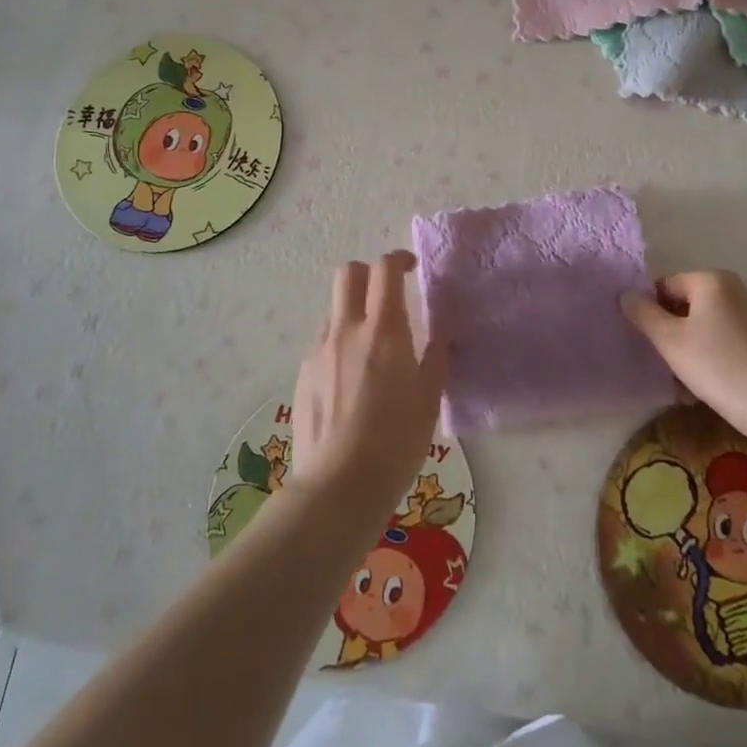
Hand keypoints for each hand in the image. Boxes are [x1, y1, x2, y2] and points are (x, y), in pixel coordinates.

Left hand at [288, 251, 448, 526]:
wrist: (339, 486)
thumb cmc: (395, 442)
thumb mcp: (429, 400)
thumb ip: (436, 360)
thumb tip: (443, 337)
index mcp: (383, 331)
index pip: (384, 269)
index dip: (399, 260)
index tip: (412, 269)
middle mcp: (346, 330)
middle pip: (348, 273)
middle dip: (368, 274)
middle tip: (387, 296)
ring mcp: (319, 351)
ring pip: (334, 309)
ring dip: (353, 312)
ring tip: (371, 349)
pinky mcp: (303, 374)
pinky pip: (323, 342)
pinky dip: (340, 343)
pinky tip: (351, 381)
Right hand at [623, 270, 746, 445]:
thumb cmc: (718, 366)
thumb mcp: (669, 340)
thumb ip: (643, 313)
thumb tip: (626, 295)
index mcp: (712, 280)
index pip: (665, 285)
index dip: (649, 310)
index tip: (646, 341)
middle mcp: (735, 289)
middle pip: (686, 305)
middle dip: (670, 332)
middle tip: (662, 363)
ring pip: (705, 326)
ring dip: (688, 349)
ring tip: (682, 382)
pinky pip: (724, 341)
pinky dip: (711, 357)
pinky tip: (705, 386)